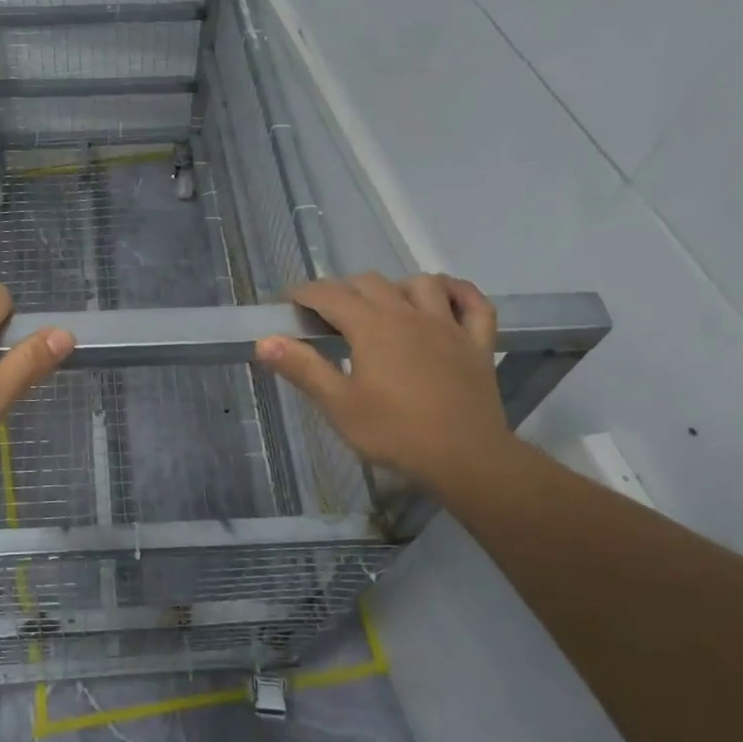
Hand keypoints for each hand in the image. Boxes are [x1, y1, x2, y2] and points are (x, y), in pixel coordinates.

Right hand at [255, 272, 514, 495]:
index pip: (329, 294)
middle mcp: (408, 314)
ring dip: (395, 287)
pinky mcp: (477, 343)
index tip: (286, 304)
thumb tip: (265, 340)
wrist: (467, 459)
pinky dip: (458, 292)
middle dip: (342, 291)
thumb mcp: (339, 405)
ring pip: (420, 284)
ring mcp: (448, 326)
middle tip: (326, 316)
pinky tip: (444, 297)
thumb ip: (303, 368)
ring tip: (381, 307)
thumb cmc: (395, 433)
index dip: (303, 293)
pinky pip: (474, 303)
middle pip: (370, 283)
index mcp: (372, 326)